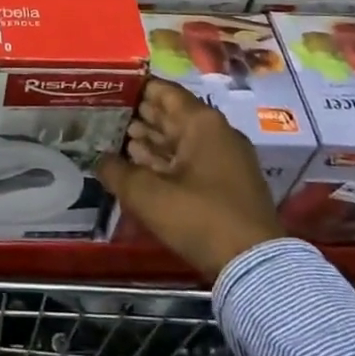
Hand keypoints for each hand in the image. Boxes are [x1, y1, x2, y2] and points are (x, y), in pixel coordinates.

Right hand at [98, 79, 280, 280]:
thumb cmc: (199, 217)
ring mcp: (225, 159)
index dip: (135, 88)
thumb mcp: (147, 194)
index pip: (163, 91)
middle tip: (105, 116)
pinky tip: (141, 167)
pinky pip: (190, 161)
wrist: (254, 267)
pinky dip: (166, 161)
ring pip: (180, 140)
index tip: (108, 89)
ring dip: (151, 140)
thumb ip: (117, 171)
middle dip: (139, 116)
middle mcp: (216, 132)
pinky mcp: (227, 184)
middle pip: (172, 115)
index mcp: (202, 122)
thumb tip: (100, 160)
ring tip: (116, 140)